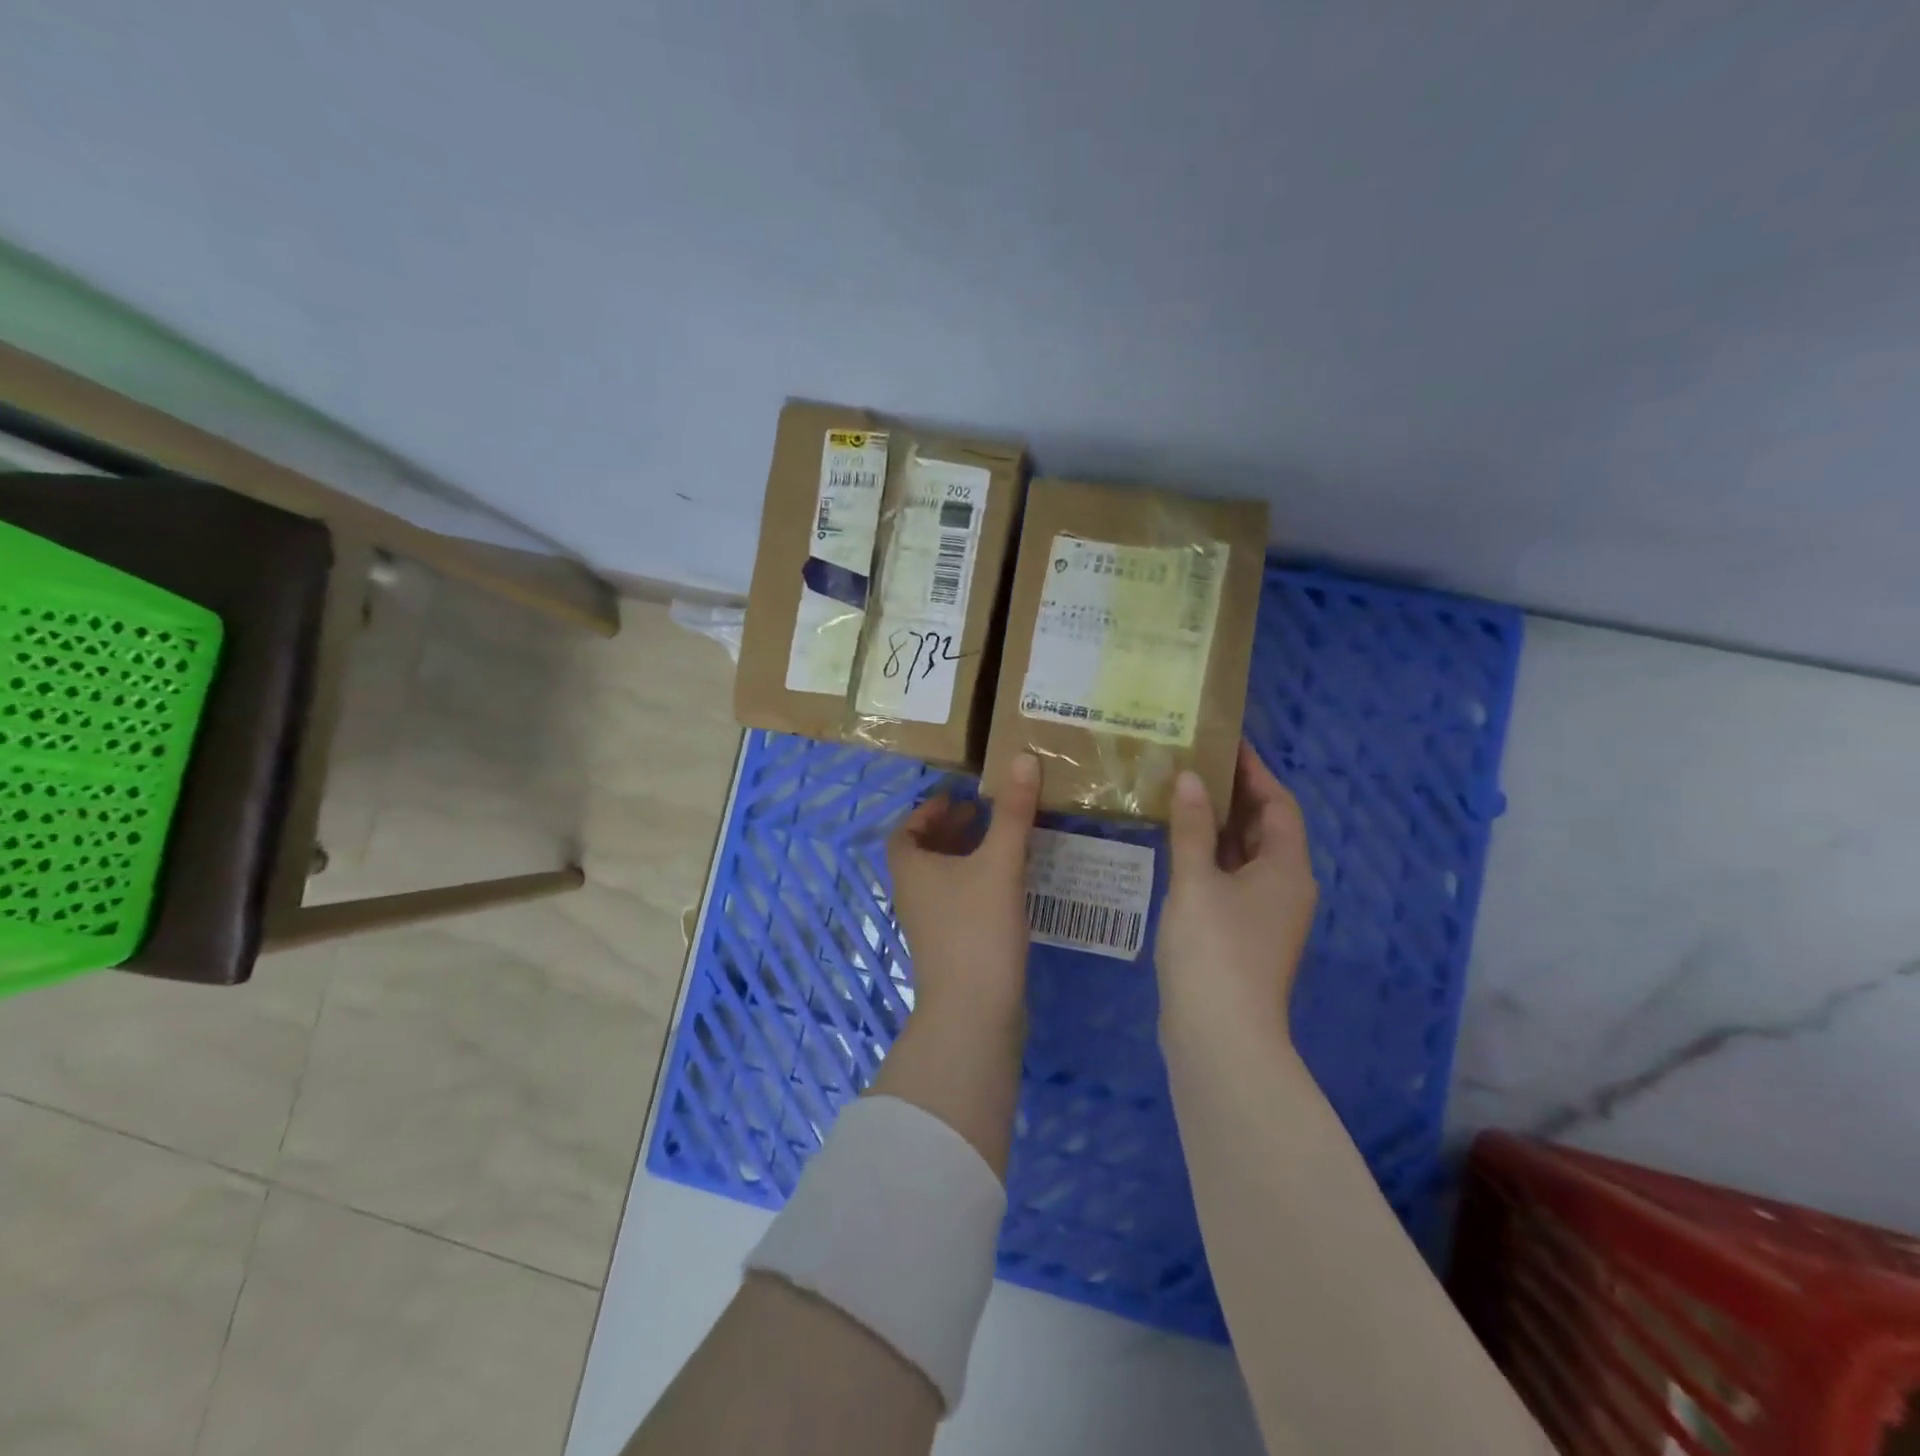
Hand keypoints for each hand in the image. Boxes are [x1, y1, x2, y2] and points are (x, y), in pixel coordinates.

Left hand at [886, 752, 1041, 1030]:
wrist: (973, 1013)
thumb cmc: (977, 929)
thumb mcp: (999, 863)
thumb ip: (1012, 812)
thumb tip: (1022, 757)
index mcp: (911, 870)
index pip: (905, 831)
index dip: (927, 811)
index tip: (956, 798)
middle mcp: (913, 895)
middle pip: (923, 853)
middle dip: (950, 830)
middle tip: (981, 812)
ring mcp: (931, 925)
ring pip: (942, 879)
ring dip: (964, 856)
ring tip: (998, 841)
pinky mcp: (951, 947)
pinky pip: (958, 901)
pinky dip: (976, 882)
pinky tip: (1007, 884)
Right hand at [1156, 740, 1317, 1041]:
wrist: (1219, 1034)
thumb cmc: (1214, 949)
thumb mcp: (1197, 881)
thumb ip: (1191, 827)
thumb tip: (1189, 778)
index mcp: (1287, 868)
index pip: (1278, 804)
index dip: (1255, 771)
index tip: (1224, 742)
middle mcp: (1284, 887)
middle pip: (1264, 828)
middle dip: (1233, 795)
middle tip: (1192, 763)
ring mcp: (1264, 914)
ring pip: (1244, 855)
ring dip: (1217, 826)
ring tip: (1180, 794)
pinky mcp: (1241, 934)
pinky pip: (1229, 878)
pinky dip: (1208, 856)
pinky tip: (1176, 845)